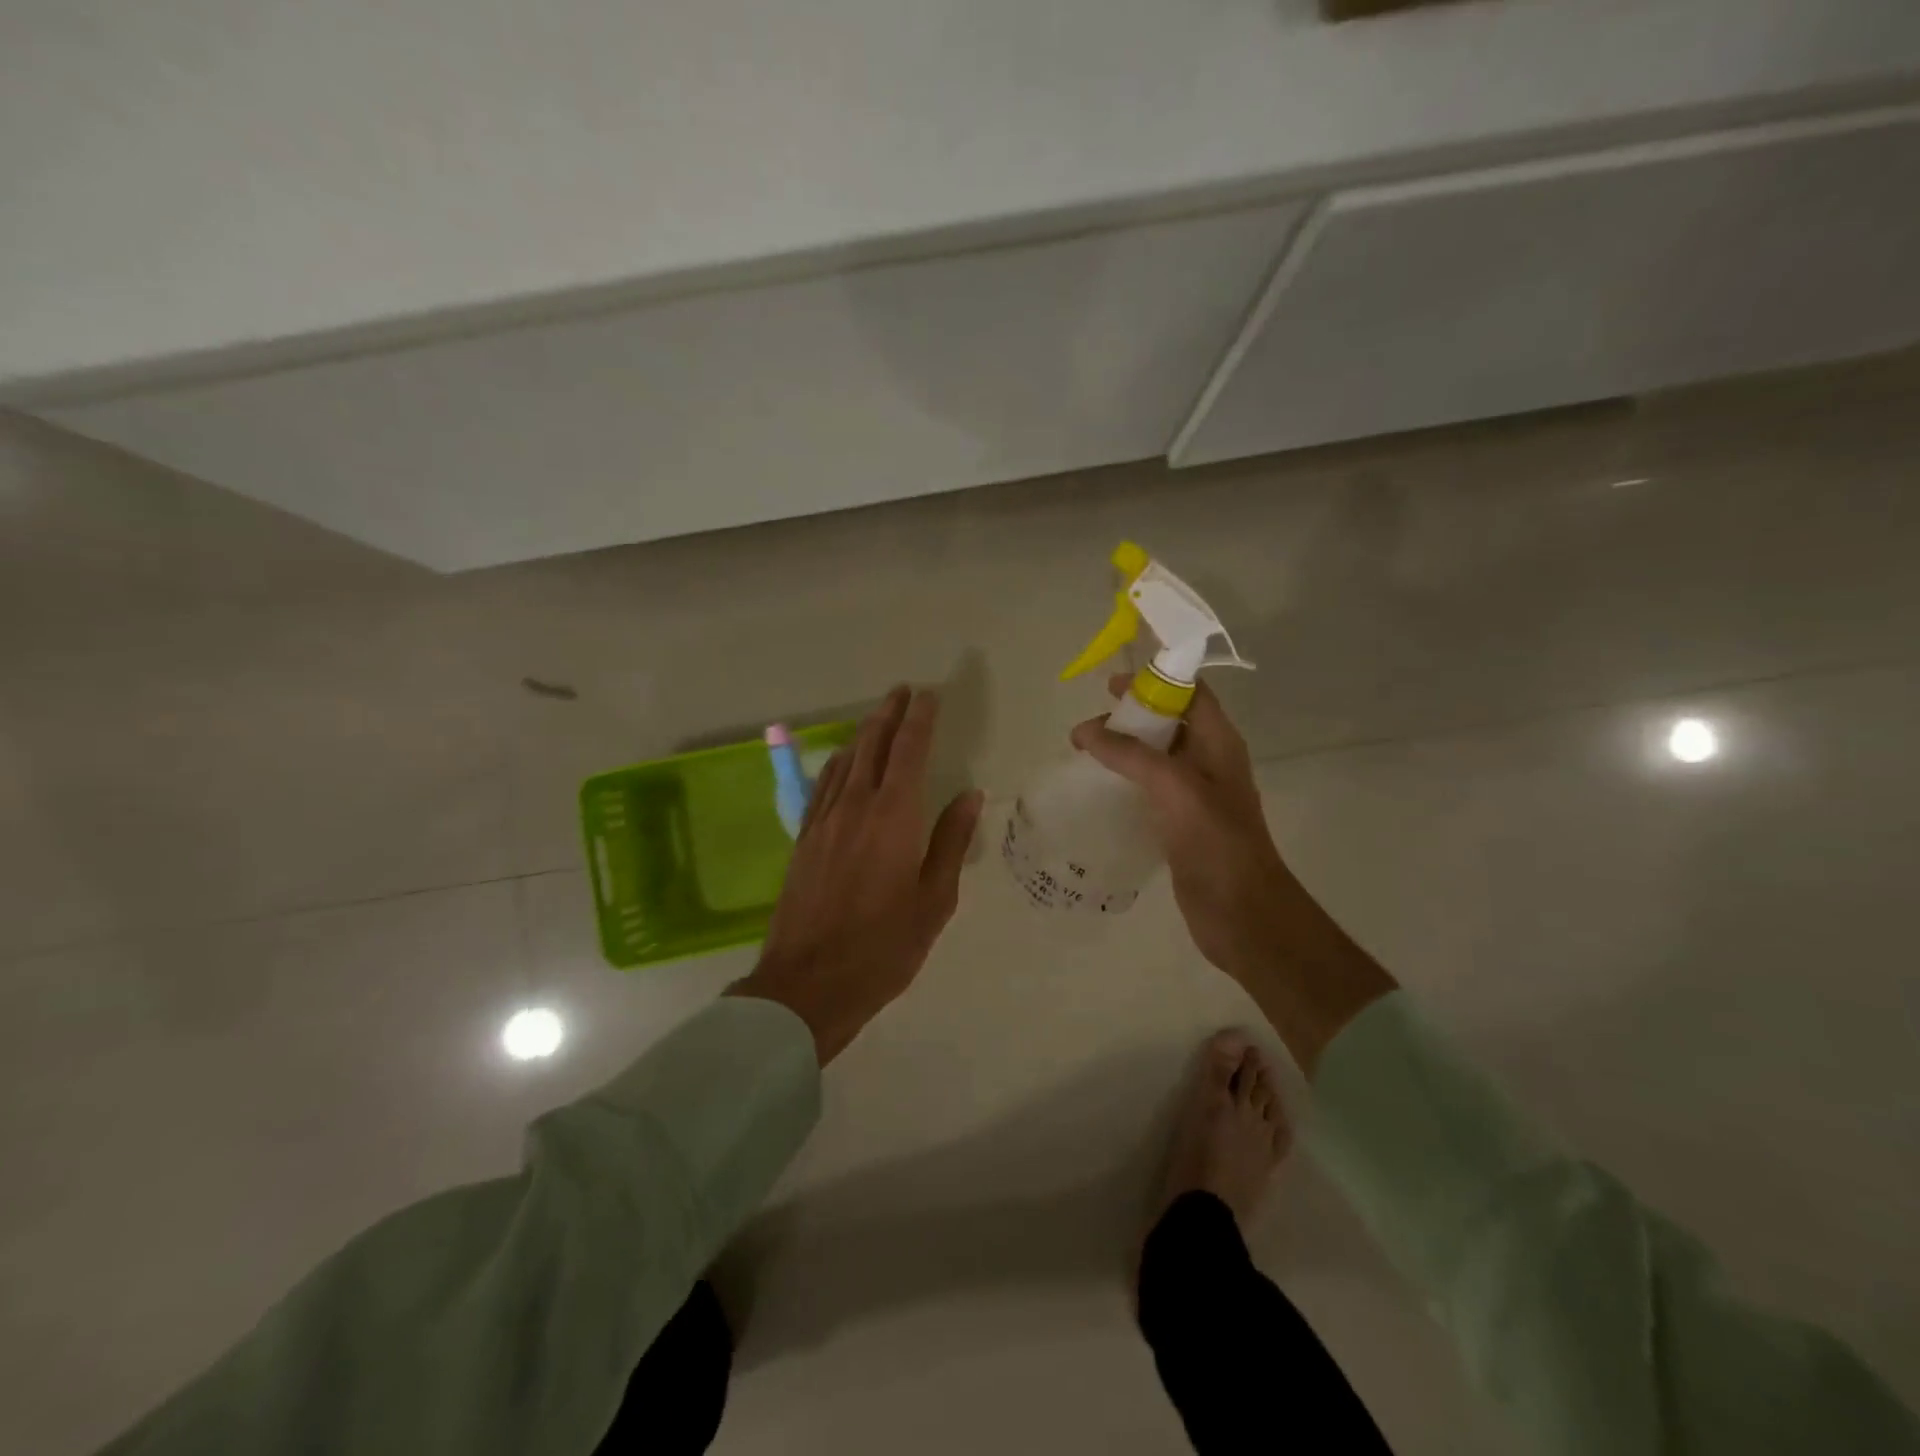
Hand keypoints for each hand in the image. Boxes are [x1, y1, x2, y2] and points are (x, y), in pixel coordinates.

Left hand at [729, 686, 983, 1063]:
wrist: (810, 982)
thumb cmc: (884, 946)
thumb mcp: (934, 899)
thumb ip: (951, 841)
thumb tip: (969, 795)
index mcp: (893, 816)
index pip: (907, 751)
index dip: (919, 719)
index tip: (928, 696)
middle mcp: (855, 806)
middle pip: (871, 745)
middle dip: (888, 714)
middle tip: (902, 692)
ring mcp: (824, 821)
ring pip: (844, 761)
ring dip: (863, 734)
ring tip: (877, 717)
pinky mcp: (804, 839)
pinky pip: (823, 786)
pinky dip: (838, 763)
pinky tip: (842, 762)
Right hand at [1071, 675, 1395, 1073]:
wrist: (1242, 913)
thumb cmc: (1216, 842)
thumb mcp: (1175, 787)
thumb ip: (1130, 755)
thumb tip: (1086, 731)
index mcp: (1219, 743)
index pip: (1191, 694)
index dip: (1156, 680)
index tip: (1111, 684)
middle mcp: (1209, 762)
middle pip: (1169, 722)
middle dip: (1130, 716)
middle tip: (1088, 727)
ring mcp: (1195, 795)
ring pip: (1156, 757)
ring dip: (1123, 750)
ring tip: (1084, 754)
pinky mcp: (1180, 823)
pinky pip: (1149, 789)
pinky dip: (1124, 781)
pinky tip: (1097, 790)